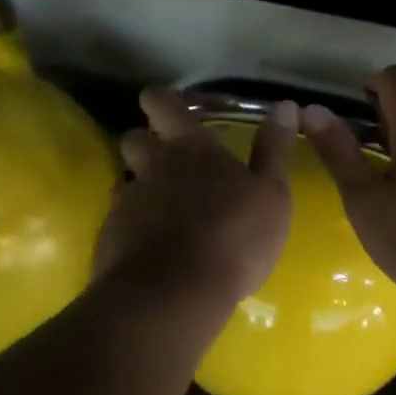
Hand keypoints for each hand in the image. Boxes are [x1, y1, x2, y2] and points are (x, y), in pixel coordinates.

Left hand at [95, 87, 297, 311]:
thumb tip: (284, 105)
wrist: (174, 294)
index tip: (166, 105)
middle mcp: (152, 166)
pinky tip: (153, 244)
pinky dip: (134, 224)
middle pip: (133, 138)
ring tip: (163, 205)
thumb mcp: (271, 194)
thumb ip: (274, 149)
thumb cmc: (233, 237)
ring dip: (140, 184)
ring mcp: (127, 202)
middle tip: (168, 159)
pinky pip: (120, 218)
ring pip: (125, 179)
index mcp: (190, 148)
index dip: (161, 100)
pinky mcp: (111, 236)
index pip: (162, 103)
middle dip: (146, 142)